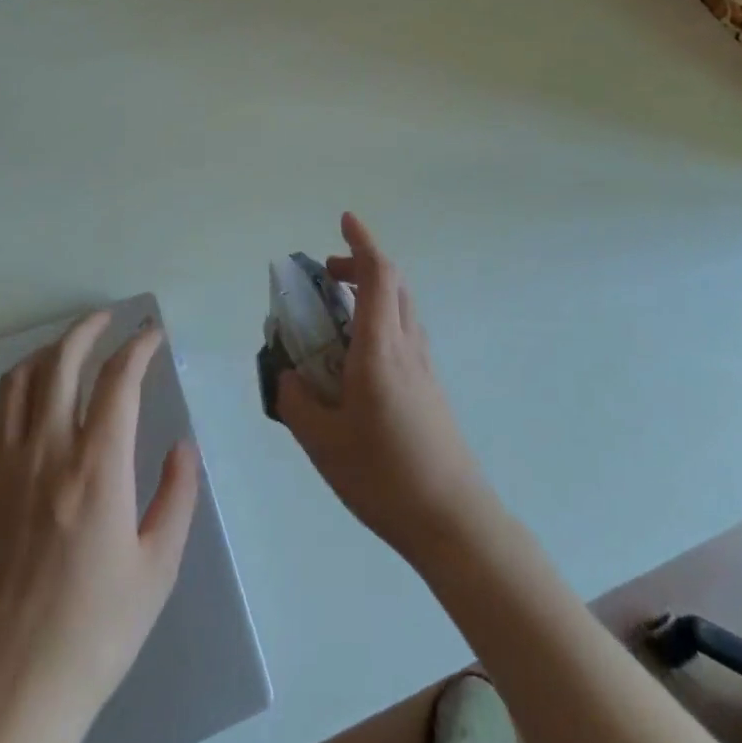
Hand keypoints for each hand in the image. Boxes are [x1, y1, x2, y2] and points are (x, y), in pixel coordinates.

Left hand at [0, 312, 199, 742]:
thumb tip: (181, 445)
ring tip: (68, 350)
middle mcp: (45, 451)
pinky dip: (14, 398)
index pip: (118, 378)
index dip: (138, 345)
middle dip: (88, 328)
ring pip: (18, 381)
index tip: (152, 334)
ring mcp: (1, 468)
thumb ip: (177, 497)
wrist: (4, 694)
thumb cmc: (92, 635)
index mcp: (96, 467)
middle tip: (108, 319)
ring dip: (47, 353)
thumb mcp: (156, 570)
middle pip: (62, 361)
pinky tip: (27, 410)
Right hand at [279, 213, 493, 567]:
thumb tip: (287, 376)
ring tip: (337, 312)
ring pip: (402, 307)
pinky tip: (358, 357)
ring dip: (373, 292)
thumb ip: (297, 401)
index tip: (344, 221)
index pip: (378, 274)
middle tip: (328, 274)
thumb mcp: (322, 442)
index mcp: (380, 348)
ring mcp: (424, 367)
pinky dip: (381, 319)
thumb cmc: (384, 476)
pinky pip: (405, 333)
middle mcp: (407, 346)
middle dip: (361, 265)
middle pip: (394, 283)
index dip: (361, 242)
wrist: (454, 521)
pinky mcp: (430, 389)